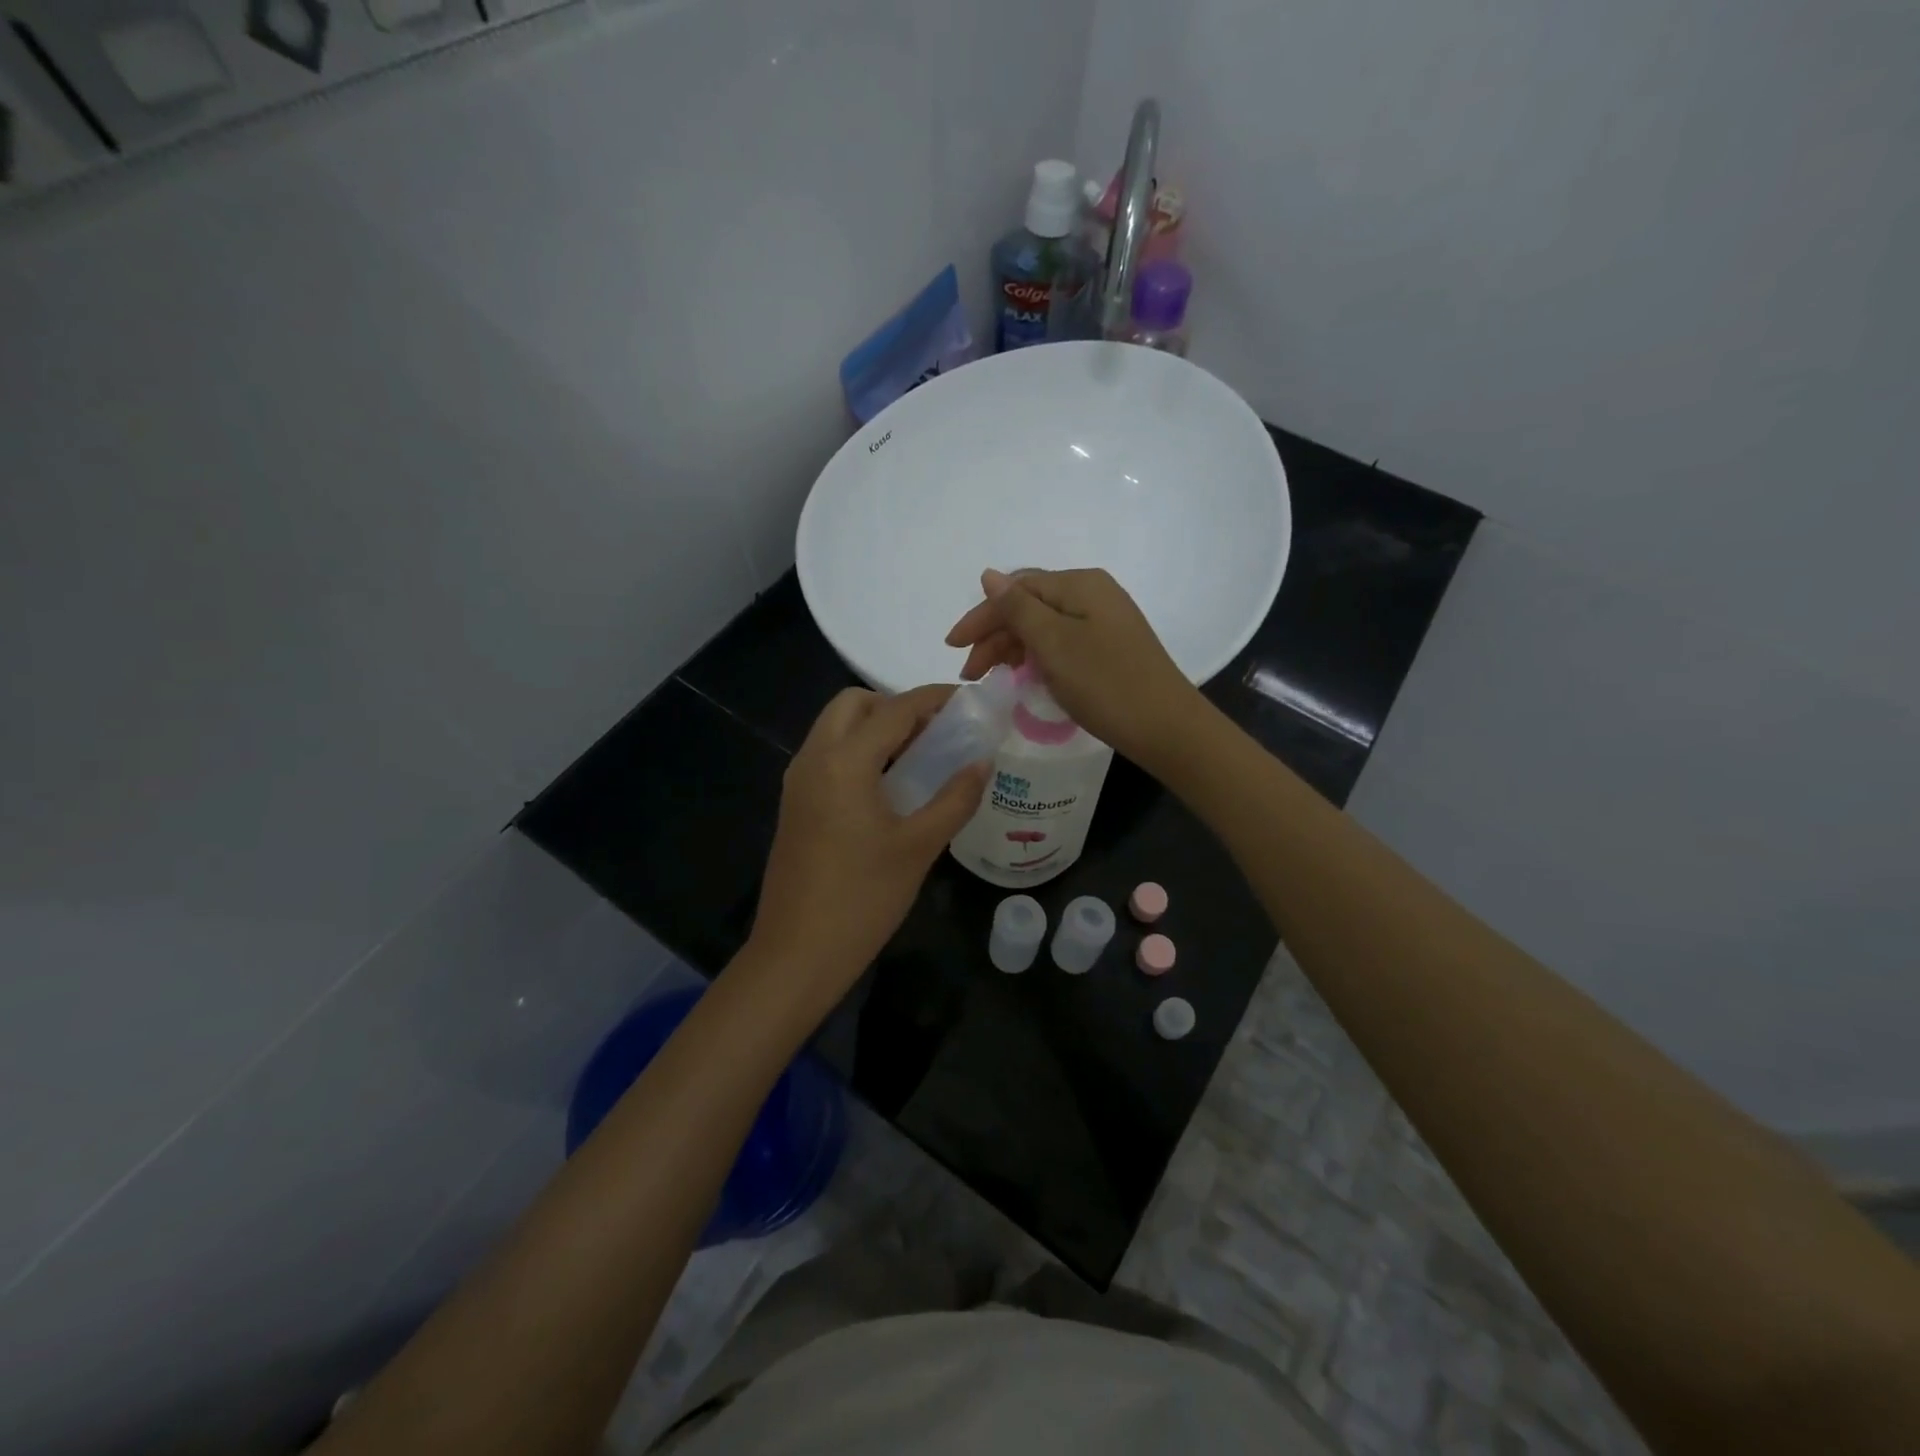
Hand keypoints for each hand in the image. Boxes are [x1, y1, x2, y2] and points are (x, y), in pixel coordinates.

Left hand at [747, 686, 989, 1005]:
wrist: (797, 953)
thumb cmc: (863, 898)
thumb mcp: (919, 847)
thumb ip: (955, 798)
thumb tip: (982, 762)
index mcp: (843, 762)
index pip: (894, 709)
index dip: (934, 698)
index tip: (967, 699)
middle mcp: (813, 759)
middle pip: (853, 704)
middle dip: (895, 706)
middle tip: (935, 733)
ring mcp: (798, 781)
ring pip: (835, 728)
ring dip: (875, 728)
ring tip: (919, 757)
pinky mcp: (794, 804)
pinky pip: (827, 755)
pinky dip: (858, 751)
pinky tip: (889, 785)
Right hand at [945, 567, 1202, 767]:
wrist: (1166, 727)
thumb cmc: (1105, 683)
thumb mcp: (1054, 644)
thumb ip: (1018, 609)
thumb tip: (988, 575)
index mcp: (1080, 584)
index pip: (1016, 589)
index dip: (981, 616)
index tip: (953, 647)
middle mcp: (1093, 594)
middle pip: (1029, 606)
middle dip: (995, 635)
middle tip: (970, 673)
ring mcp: (1104, 621)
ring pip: (1044, 626)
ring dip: (1012, 648)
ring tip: (991, 677)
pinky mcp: (1109, 647)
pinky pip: (1061, 643)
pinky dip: (1037, 657)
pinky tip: (1024, 676)